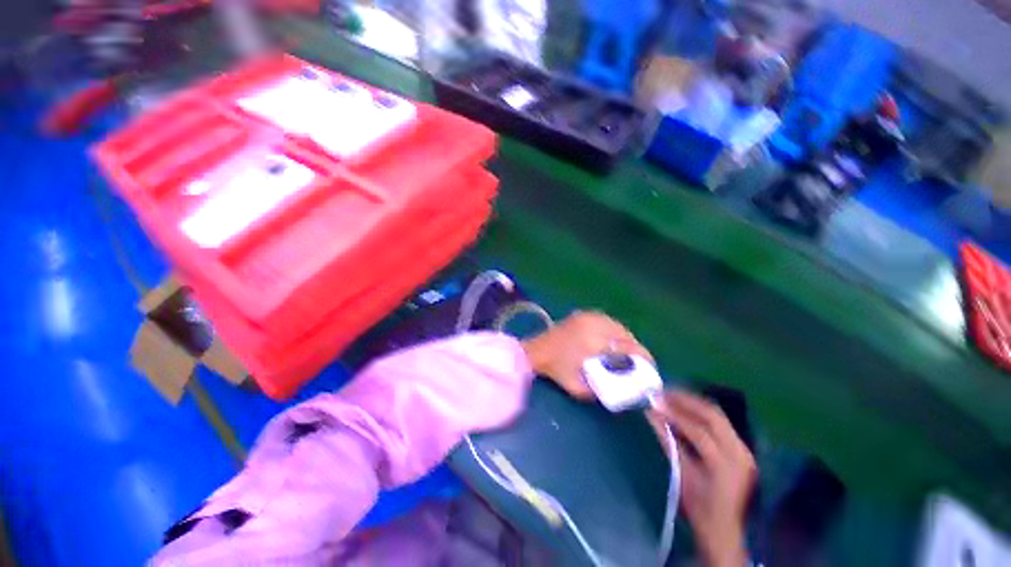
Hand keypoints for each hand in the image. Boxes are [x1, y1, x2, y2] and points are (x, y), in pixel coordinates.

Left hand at [521, 311, 651, 399]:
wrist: (535, 351)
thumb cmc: (555, 369)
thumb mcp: (578, 387)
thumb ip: (600, 391)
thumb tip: (621, 392)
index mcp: (594, 341)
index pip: (627, 347)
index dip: (642, 357)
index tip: (649, 367)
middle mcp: (594, 324)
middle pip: (625, 334)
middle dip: (635, 348)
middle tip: (638, 361)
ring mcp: (587, 317)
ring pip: (617, 325)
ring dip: (625, 338)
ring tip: (627, 351)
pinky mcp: (581, 314)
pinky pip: (606, 320)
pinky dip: (614, 329)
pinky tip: (613, 339)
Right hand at [647, 391, 755, 566]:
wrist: (723, 529)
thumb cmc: (699, 507)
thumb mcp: (681, 474)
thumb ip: (667, 441)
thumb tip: (650, 415)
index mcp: (726, 465)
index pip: (698, 431)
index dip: (674, 414)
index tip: (654, 403)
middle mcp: (739, 453)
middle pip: (713, 415)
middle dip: (686, 400)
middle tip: (663, 393)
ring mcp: (743, 450)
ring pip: (718, 416)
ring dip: (693, 403)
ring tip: (671, 396)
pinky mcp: (741, 449)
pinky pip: (720, 423)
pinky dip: (700, 413)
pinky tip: (685, 409)